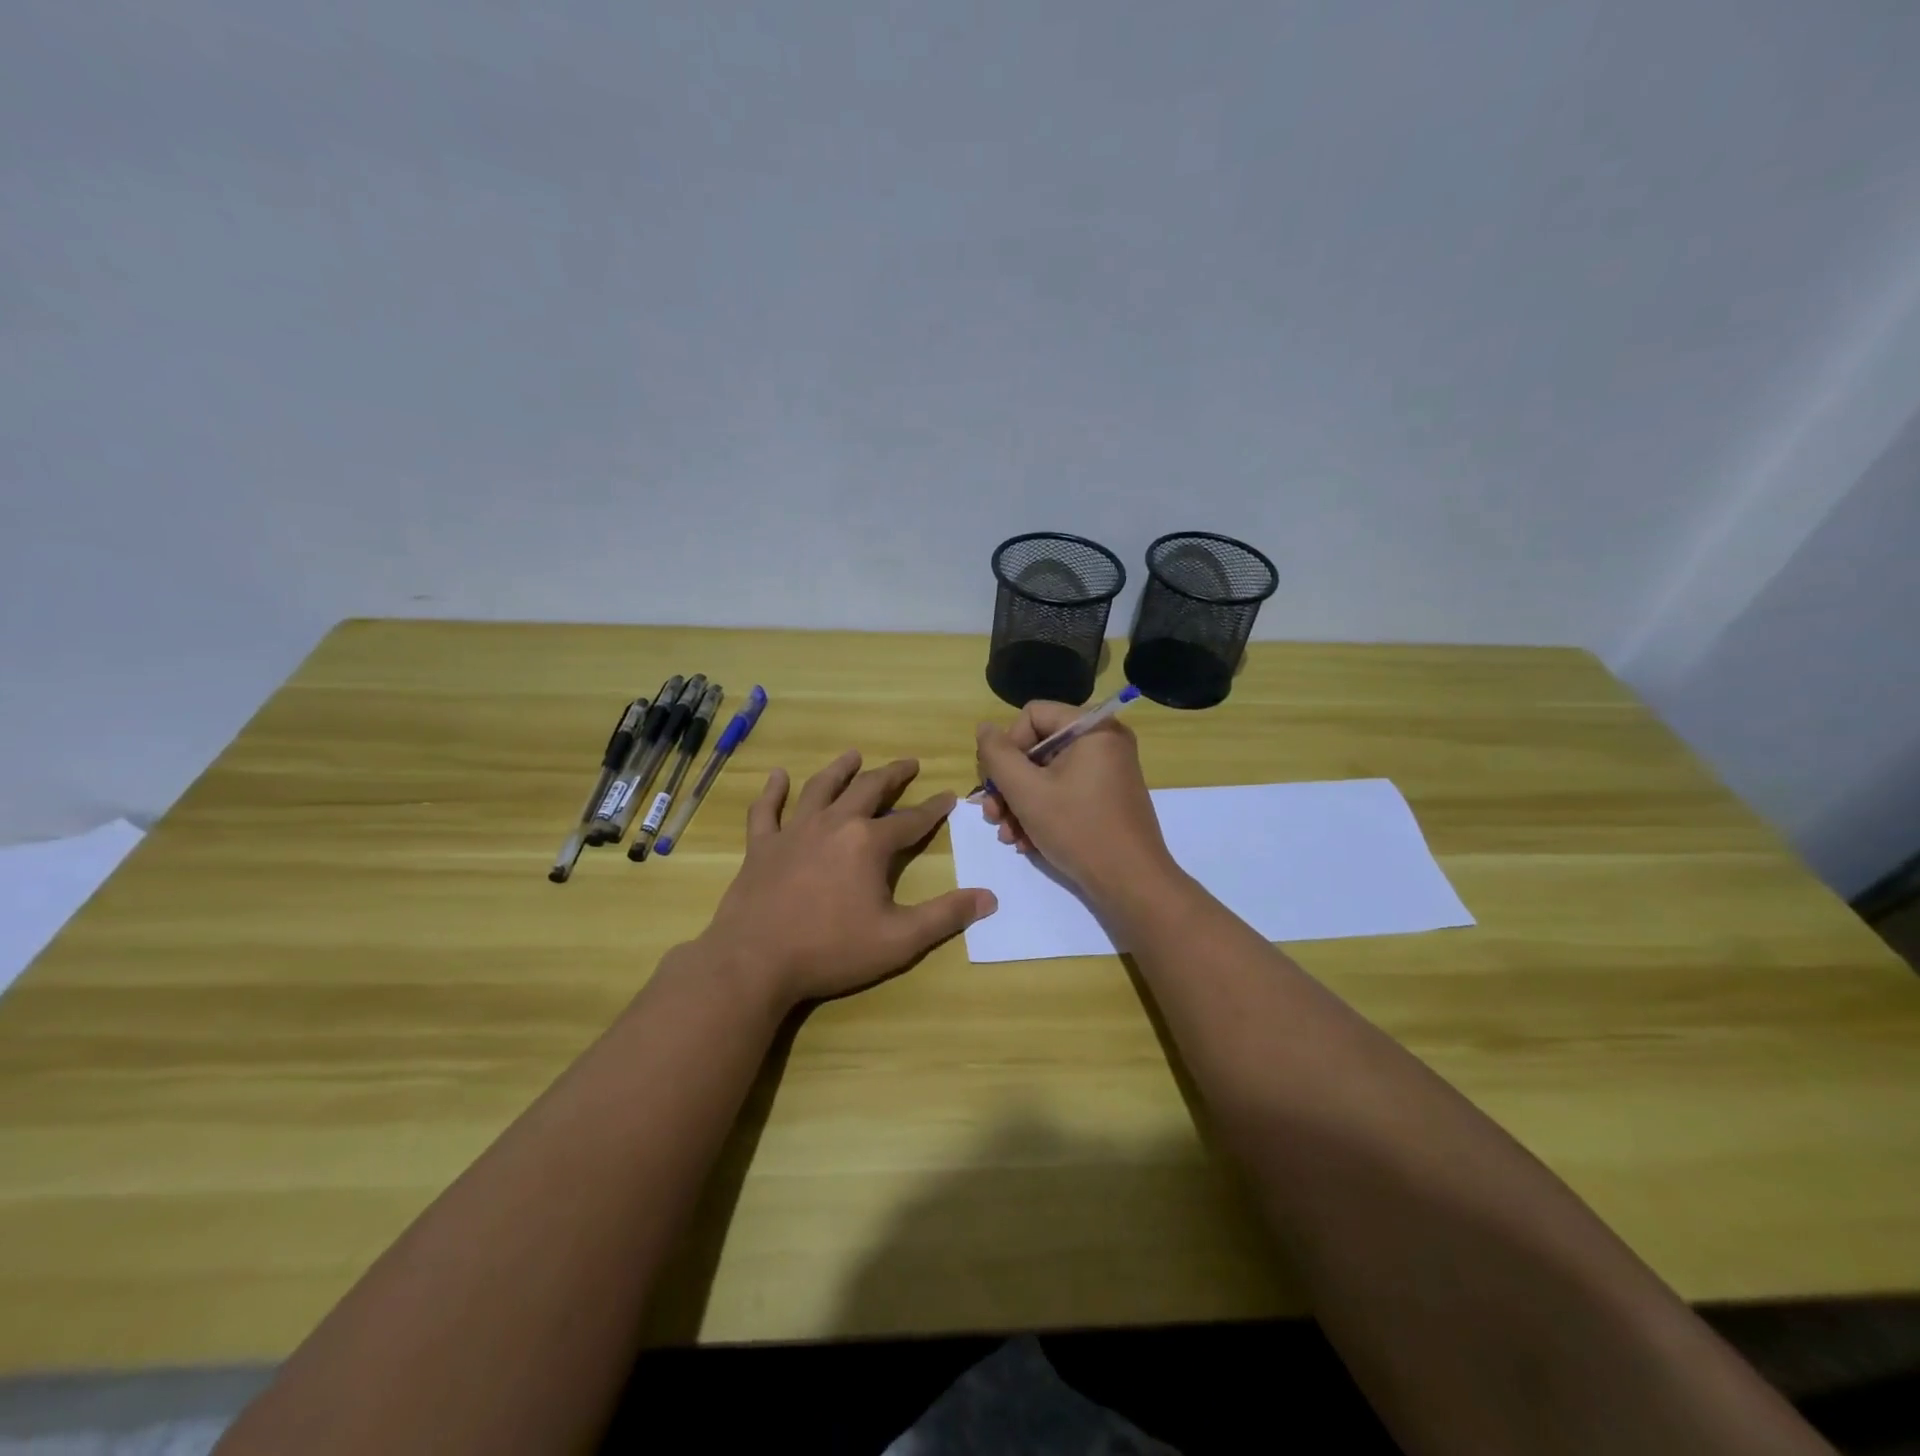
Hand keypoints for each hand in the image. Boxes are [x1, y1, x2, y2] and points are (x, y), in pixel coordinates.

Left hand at [699, 751, 995, 1007]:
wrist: (755, 962)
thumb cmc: (831, 950)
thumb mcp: (899, 940)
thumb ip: (945, 916)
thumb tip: (989, 898)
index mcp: (868, 843)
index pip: (911, 820)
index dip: (933, 809)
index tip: (949, 796)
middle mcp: (834, 824)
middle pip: (868, 790)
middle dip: (892, 775)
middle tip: (908, 763)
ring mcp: (793, 831)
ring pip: (820, 789)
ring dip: (840, 770)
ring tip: (853, 755)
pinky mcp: (761, 846)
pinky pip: (766, 810)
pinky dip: (772, 791)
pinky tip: (778, 776)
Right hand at [975, 702, 1177, 907]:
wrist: (1131, 883)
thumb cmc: (1078, 829)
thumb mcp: (1026, 791)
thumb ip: (998, 755)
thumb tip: (984, 728)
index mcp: (1092, 728)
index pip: (1032, 715)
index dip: (1007, 746)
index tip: (997, 782)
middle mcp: (1104, 742)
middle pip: (1038, 748)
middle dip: (1009, 784)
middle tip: (992, 815)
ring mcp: (1108, 771)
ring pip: (1047, 775)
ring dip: (1020, 804)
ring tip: (1007, 835)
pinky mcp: (1107, 798)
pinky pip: (1065, 792)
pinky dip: (1042, 813)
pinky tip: (1026, 842)